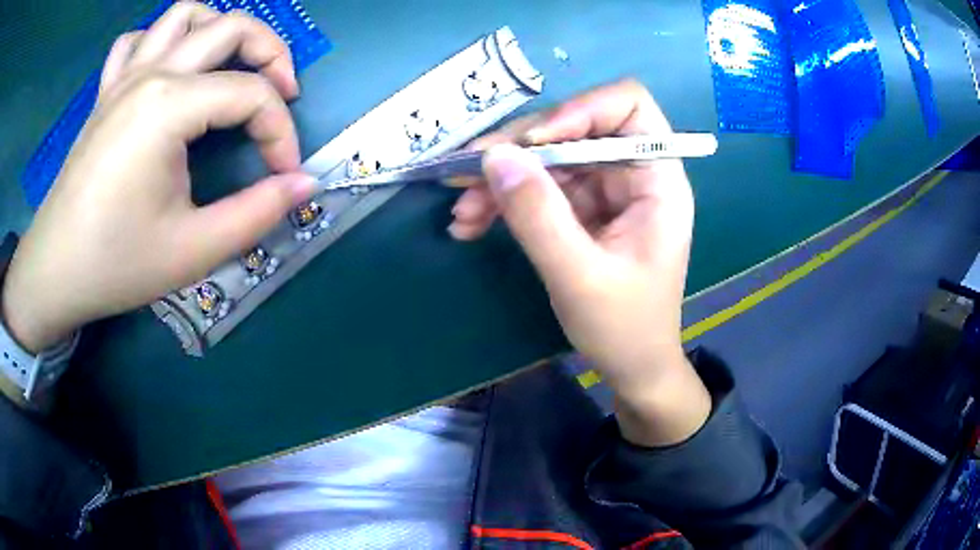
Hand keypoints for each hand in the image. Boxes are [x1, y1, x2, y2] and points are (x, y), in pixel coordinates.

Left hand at [2, 2, 314, 353]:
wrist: (54, 273)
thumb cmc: (116, 263)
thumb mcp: (193, 251)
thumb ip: (256, 213)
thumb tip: (304, 185)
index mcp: (169, 106)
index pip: (251, 94)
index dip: (280, 133)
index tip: (284, 174)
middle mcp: (151, 74)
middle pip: (231, 26)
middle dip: (272, 54)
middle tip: (282, 95)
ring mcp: (124, 78)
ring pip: (185, 15)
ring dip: (218, 29)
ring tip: (228, 66)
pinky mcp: (106, 92)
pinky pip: (137, 40)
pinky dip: (160, 40)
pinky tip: (165, 68)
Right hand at [450, 80, 710, 445]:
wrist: (631, 368)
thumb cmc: (624, 328)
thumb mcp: (579, 276)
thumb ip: (538, 215)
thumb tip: (495, 157)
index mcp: (657, 180)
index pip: (628, 107)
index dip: (580, 110)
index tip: (533, 142)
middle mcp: (632, 175)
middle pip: (573, 129)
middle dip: (519, 150)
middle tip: (466, 173)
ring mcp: (604, 192)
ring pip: (547, 159)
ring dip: (500, 179)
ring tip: (461, 212)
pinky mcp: (580, 210)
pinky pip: (538, 189)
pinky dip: (503, 202)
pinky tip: (471, 224)